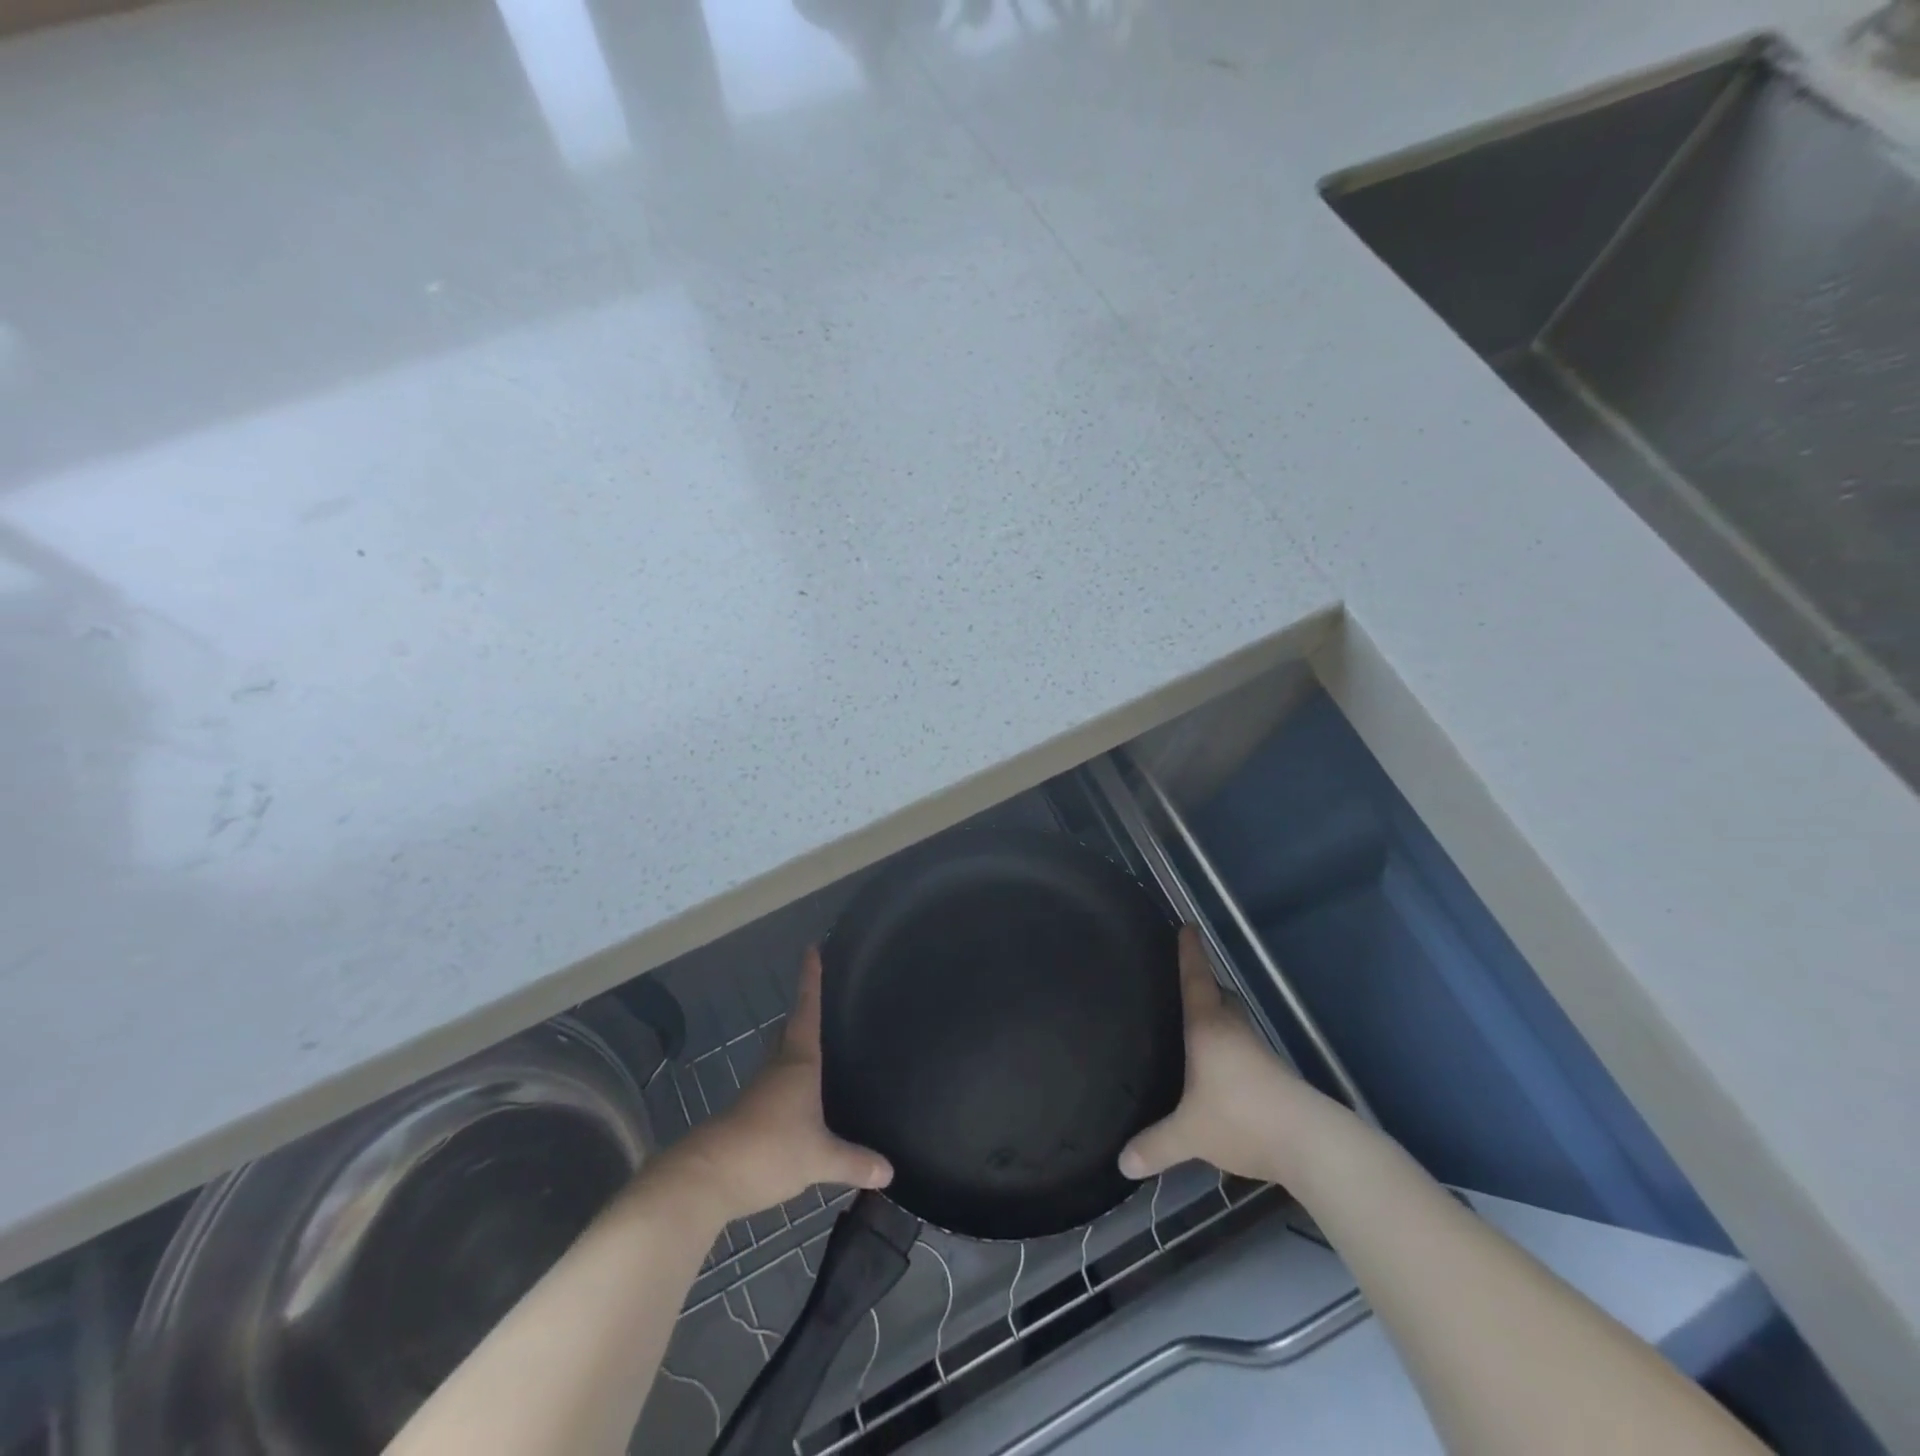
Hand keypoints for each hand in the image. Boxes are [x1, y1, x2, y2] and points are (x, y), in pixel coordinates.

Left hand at [660, 948, 892, 1224]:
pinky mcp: (750, 1115)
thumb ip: (854, 1162)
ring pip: (782, 1057)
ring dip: (796, 1046)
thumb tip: (890, 1172)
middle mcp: (778, 1068)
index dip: (810, 979)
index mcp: (798, 1062)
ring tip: (821, 1046)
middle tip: (822, 995)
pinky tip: (803, 1099)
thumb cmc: (769, 1149)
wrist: (708, 1178)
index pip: (807, 1009)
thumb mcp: (819, 1158)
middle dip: (804, 1010)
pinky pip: (776, 1087)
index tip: (812, 949)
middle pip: (791, 1028)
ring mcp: (760, 1092)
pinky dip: (791, 1082)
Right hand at [1119, 926, 1341, 1186]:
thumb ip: (1155, 1146)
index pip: (1195, 979)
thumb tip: (1121, 1164)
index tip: (1188, 925)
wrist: (1310, 1142)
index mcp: (1208, 1027)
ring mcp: (1258, 1050)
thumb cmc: (1241, 1118)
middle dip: (1205, 984)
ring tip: (1196, 1026)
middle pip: (1220, 995)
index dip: (1189, 952)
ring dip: (1219, 1017)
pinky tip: (1220, 1069)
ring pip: (1235, 1021)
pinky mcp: (1273, 1073)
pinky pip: (1244, 1047)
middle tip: (1184, 981)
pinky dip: (1230, 1047)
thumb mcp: (1190, 1134)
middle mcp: (1234, 1029)